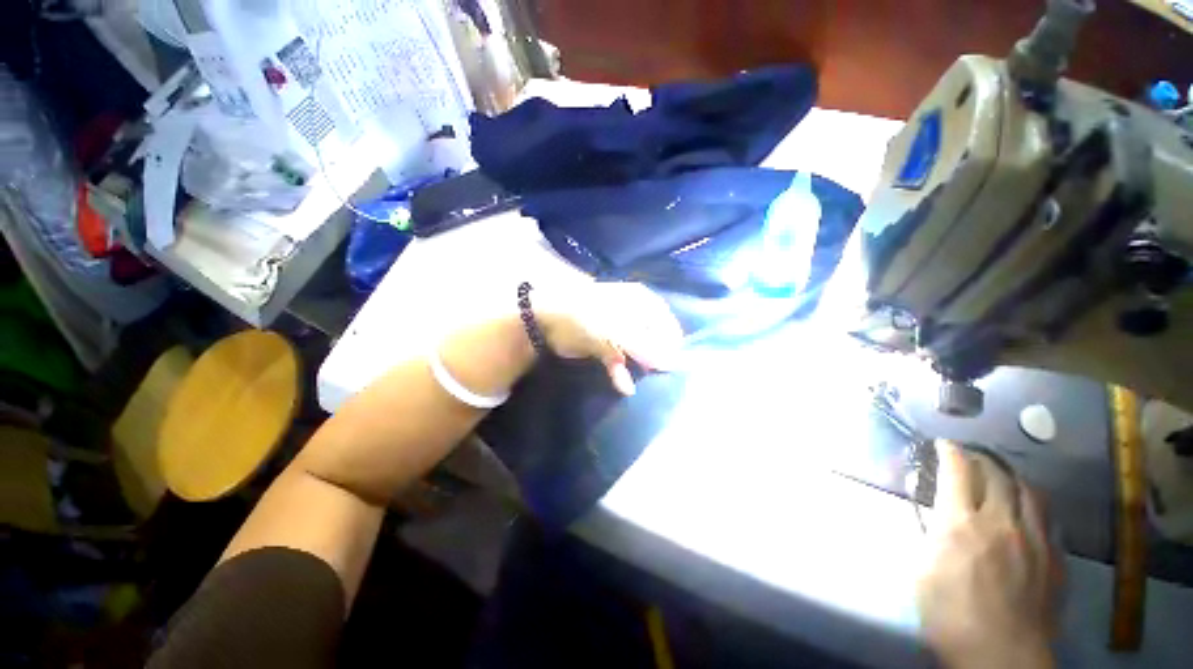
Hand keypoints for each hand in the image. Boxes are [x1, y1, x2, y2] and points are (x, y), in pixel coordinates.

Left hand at [538, 282, 683, 394]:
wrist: (547, 321)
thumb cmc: (587, 315)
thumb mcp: (618, 329)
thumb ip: (643, 347)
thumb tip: (669, 364)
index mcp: (641, 302)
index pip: (667, 324)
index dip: (670, 344)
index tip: (672, 364)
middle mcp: (634, 316)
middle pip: (654, 340)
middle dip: (655, 358)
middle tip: (658, 375)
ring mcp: (619, 333)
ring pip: (638, 353)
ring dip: (639, 368)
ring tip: (645, 381)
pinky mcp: (606, 348)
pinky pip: (620, 362)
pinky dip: (621, 373)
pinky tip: (624, 385)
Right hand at [916, 441, 1061, 668]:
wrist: (1001, 656)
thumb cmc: (949, 615)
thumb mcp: (922, 572)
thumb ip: (932, 537)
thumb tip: (938, 516)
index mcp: (962, 524)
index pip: (958, 472)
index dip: (950, 452)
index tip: (944, 444)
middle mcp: (1001, 522)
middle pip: (997, 475)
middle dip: (981, 460)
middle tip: (970, 458)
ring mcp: (1035, 539)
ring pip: (1029, 491)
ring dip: (1012, 478)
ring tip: (1002, 478)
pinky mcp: (1055, 558)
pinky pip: (1047, 518)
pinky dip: (1033, 505)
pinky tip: (1028, 512)